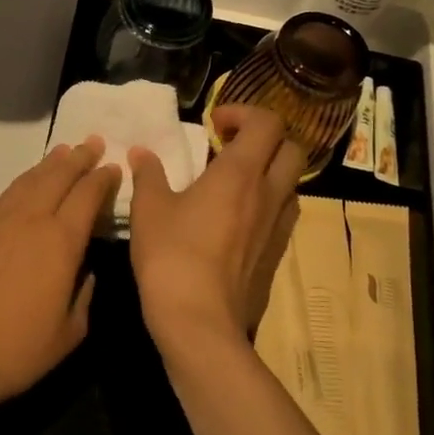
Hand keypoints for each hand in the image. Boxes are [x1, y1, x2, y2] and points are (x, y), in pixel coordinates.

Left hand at [0, 137, 119, 419]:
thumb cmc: (11, 351)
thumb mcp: (66, 334)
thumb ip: (83, 296)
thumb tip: (86, 271)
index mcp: (59, 242)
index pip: (87, 196)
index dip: (102, 179)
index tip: (113, 167)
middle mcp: (28, 219)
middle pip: (57, 176)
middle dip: (78, 158)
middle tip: (92, 143)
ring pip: (27, 181)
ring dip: (48, 165)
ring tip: (62, 152)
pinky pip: (3, 198)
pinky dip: (22, 185)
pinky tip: (25, 188)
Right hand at [127, 104, 304, 365]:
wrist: (200, 321)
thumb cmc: (172, 255)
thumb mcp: (149, 209)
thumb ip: (149, 174)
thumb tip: (142, 153)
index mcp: (240, 173)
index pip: (267, 123)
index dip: (244, 113)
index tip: (214, 124)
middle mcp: (269, 194)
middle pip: (291, 148)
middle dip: (264, 138)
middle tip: (229, 146)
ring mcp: (278, 227)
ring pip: (291, 182)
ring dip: (269, 171)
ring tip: (234, 181)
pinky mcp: (276, 255)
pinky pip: (283, 214)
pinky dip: (267, 202)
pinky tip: (236, 218)